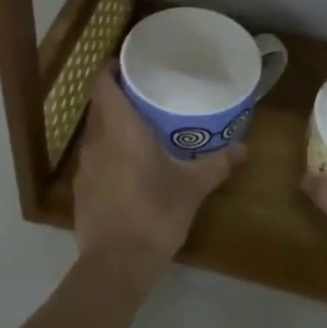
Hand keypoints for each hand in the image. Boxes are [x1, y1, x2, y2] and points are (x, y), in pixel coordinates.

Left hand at [73, 71, 244, 277]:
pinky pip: (95, 158)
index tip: (130, 62)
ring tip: (143, 127)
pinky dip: (110, 152)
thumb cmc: (155, 214)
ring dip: (114, 126)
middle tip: (149, 93)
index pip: (102, 84)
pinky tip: (131, 165)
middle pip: (100, 106)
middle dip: (120, 96)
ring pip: (97, 133)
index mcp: (120, 130)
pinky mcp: (82, 191)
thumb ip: (217, 164)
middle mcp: (96, 142)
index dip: (111, 68)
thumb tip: (244, 149)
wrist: (116, 265)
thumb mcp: (192, 188)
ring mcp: (84, 168)